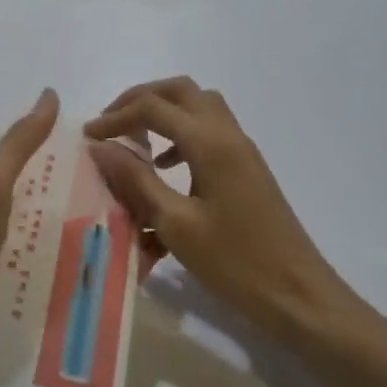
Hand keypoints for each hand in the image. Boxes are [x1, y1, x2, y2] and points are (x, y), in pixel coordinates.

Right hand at [85, 78, 368, 339]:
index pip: (153, 108)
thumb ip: (136, 180)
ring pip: (199, 107)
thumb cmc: (234, 262)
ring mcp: (242, 151)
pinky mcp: (247, 169)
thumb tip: (100, 147)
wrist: (298, 295)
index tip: (88, 137)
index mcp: (210, 144)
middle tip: (111, 123)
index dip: (115, 116)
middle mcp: (228, 135)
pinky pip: (210, 132)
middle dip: (140, 99)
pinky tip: (165, 169)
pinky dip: (181, 136)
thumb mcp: (175, 223)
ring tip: (135, 141)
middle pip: (180, 91)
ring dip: (164, 113)